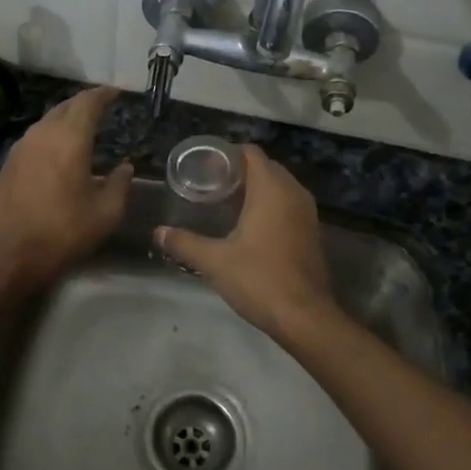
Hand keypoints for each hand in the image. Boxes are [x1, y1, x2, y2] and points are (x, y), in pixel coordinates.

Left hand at [0, 85, 132, 287]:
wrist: (10, 254)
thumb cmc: (64, 231)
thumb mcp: (106, 212)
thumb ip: (120, 184)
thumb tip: (125, 167)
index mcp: (70, 138)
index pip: (88, 102)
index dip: (104, 94)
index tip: (116, 91)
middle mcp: (43, 134)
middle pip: (65, 107)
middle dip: (84, 103)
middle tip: (101, 105)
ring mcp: (21, 147)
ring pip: (47, 121)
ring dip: (66, 119)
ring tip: (82, 127)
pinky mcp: (9, 164)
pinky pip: (35, 138)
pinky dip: (52, 135)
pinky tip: (59, 150)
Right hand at [154, 145, 336, 342]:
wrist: (305, 316)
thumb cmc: (259, 279)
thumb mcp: (215, 261)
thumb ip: (185, 243)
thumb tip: (158, 232)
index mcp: (271, 189)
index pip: (251, 153)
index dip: (228, 155)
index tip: (206, 167)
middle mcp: (293, 193)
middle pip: (266, 167)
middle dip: (240, 172)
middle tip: (211, 186)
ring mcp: (307, 213)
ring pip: (280, 187)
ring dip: (257, 189)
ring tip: (227, 204)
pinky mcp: (312, 232)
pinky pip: (289, 205)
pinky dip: (271, 206)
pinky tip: (250, 226)